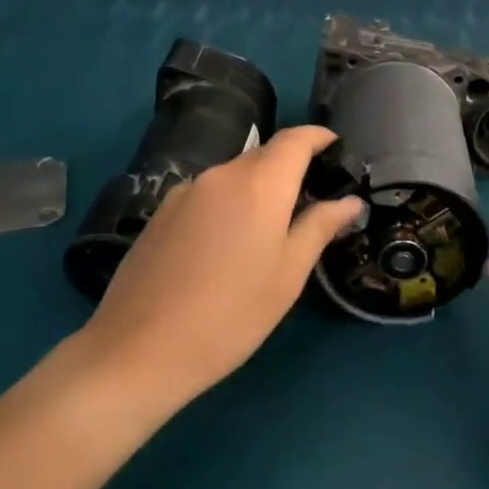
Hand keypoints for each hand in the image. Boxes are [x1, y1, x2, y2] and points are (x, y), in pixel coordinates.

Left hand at [69, 126, 361, 417]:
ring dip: (258, 187)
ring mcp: (185, 192)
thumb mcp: (288, 274)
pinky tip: (227, 244)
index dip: (319, 137)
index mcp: (259, 183)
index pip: (295, 139)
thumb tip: (350, 202)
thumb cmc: (231, 314)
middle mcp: (221, 174)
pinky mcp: (161, 213)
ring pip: (234, 175)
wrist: (139, 351)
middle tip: (312, 196)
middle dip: (291, 166)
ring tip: (270, 226)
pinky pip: (207, 194)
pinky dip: (228, 203)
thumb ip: (320, 227)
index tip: (336, 147)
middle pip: (264, 154)